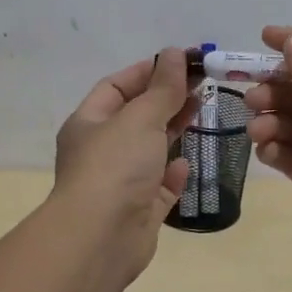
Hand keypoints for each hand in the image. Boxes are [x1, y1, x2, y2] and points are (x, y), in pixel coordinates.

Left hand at [51, 49, 198, 279]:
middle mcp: (100, 151)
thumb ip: (162, 88)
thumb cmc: (115, 167)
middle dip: (166, 99)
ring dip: (172, 132)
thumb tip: (174, 53)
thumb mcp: (140, 118)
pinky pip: (158, 186)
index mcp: (89, 123)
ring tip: (202, 113)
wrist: (100, 238)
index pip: (116, 86)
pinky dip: (172, 174)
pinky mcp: (138, 211)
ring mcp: (119, 182)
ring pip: (149, 150)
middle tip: (202, 85)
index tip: (182, 62)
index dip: (148, 71)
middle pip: (136, 117)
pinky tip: (187, 164)